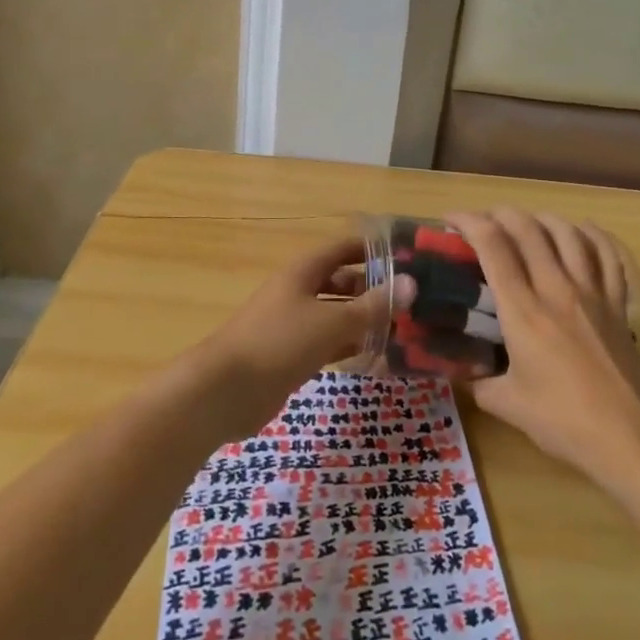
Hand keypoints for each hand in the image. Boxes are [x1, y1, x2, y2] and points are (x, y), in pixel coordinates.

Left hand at [192, 237, 414, 438]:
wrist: (225, 390)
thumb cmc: (279, 342)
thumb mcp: (331, 322)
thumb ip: (372, 306)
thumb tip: (410, 284)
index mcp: (303, 271)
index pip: (343, 249)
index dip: (372, 250)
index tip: (408, 257)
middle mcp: (299, 291)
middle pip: (342, 282)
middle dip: (374, 289)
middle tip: (414, 301)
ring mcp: (294, 324)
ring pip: (337, 315)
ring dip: (365, 321)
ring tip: (405, 329)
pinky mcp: (292, 354)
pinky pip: (329, 342)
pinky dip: (351, 346)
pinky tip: (378, 356)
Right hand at [447, 208, 639, 481]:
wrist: (629, 437)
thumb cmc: (563, 421)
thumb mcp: (506, 405)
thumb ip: (477, 383)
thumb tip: (460, 372)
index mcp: (523, 310)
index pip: (493, 247)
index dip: (469, 222)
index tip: (451, 220)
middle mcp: (556, 289)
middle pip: (528, 229)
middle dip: (500, 214)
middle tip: (483, 220)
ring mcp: (592, 293)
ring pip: (567, 234)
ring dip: (541, 218)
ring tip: (526, 222)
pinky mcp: (617, 304)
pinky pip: (607, 256)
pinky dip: (592, 235)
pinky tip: (581, 229)